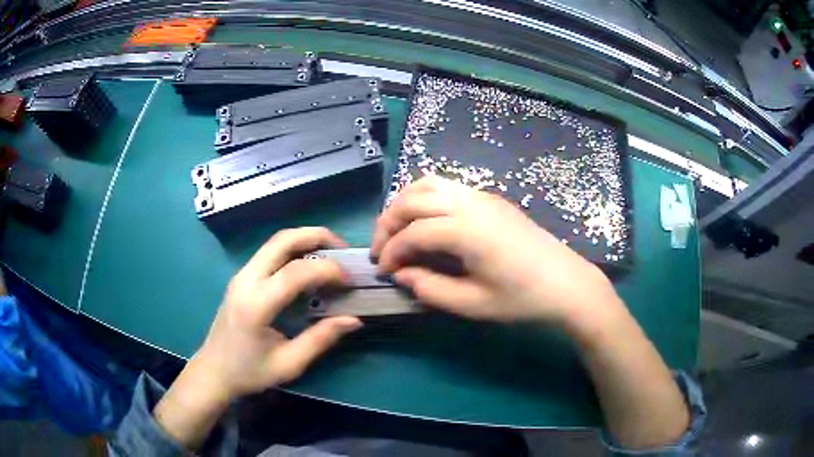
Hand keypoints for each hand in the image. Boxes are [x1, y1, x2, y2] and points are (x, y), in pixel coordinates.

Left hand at [154, 227, 361, 448]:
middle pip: (282, 240)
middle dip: (316, 236)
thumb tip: (353, 320)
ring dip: (305, 240)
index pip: (295, 272)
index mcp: (256, 305)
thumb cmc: (249, 372)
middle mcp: (246, 281)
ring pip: (275, 241)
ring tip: (330, 253)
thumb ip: (320, 339)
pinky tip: (308, 265)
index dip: (327, 270)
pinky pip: (269, 252)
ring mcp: (241, 275)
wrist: (214, 371)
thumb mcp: (289, 363)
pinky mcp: (241, 277)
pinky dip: (293, 250)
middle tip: (343, 249)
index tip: (349, 281)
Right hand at [372, 176, 621, 324]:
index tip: (384, 272)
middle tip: (382, 250)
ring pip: (428, 184)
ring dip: (404, 204)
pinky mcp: (490, 198)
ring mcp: (482, 196)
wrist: (566, 284)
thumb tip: (402, 274)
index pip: (412, 233)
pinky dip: (425, 198)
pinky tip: (426, 221)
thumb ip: (430, 288)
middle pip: (413, 200)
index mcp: (465, 230)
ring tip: (397, 231)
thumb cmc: (522, 299)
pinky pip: (447, 186)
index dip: (391, 252)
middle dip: (388, 223)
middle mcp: (470, 203)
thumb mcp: (473, 304)